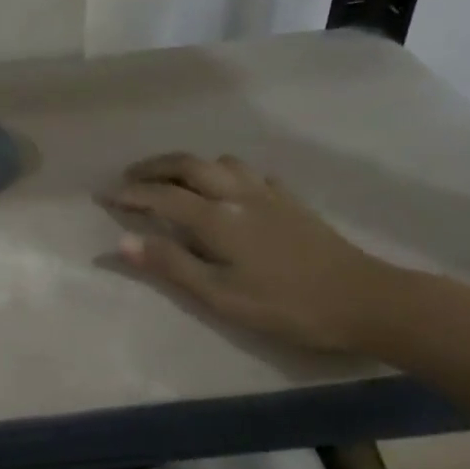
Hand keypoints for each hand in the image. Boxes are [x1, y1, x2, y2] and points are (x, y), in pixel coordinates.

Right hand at [101, 153, 388, 352]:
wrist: (364, 299)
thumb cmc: (286, 306)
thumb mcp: (221, 296)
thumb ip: (172, 265)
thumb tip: (122, 241)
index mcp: (217, 219)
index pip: (162, 196)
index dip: (131, 193)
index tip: (105, 195)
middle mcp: (238, 194)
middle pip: (188, 165)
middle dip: (154, 167)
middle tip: (130, 176)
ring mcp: (267, 193)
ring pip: (220, 161)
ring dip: (188, 164)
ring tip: (173, 179)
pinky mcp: (290, 200)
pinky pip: (248, 171)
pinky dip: (224, 172)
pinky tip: (227, 188)